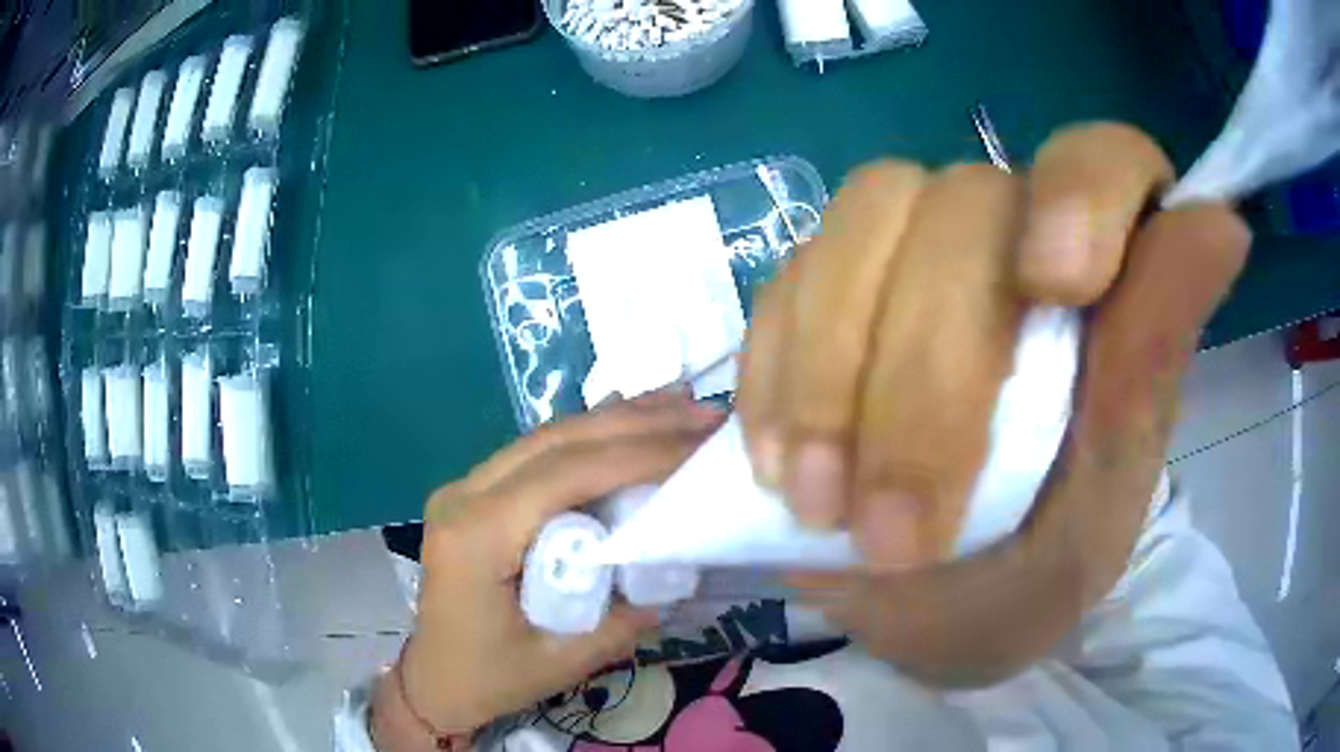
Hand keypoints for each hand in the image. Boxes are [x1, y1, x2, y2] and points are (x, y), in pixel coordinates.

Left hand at [381, 393, 722, 740]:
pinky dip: (589, 435)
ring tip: (679, 403)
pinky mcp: (475, 493)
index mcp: (478, 536)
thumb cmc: (491, 678)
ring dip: (616, 419)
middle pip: (557, 440)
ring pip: (547, 436)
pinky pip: (537, 452)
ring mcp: (464, 487)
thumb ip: (623, 617)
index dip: (637, 452)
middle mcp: (464, 495)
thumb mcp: (564, 661)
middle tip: (703, 414)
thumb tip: (676, 567)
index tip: (701, 443)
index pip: (564, 474)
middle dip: (637, 422)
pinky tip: (627, 418)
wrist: (433, 679)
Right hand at [737, 123, 1196, 569]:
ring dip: (829, 371)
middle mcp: (1008, 240)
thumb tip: (1225, 224)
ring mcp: (905, 257)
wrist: (927, 614)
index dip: (1082, 191)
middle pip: (957, 206)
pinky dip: (776, 377)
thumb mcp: (1102, 506)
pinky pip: (783, 289)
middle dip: (924, 373)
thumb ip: (1150, 368)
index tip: (1057, 287)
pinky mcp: (823, 296)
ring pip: (857, 225)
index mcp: (1103, 286)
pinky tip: (782, 464)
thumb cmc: (1034, 577)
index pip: (1104, 160)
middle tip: (894, 533)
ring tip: (821, 503)